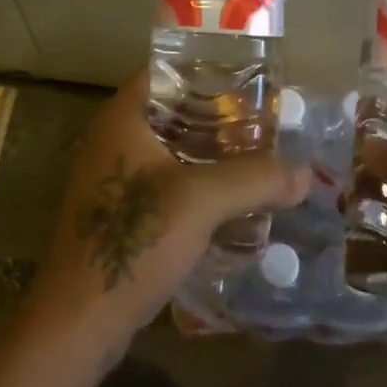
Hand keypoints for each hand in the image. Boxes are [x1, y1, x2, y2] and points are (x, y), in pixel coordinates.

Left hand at [25, 70, 309, 368]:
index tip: (248, 74)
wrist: (81, 320)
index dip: (204, 67)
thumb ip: (255, 179)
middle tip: (266, 118)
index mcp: (122, 119)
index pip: (164, 70)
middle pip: (173, 110)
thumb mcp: (201, 201)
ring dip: (211, 153)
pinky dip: (199, 183)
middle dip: (218, 114)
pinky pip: (168, 183)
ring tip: (259, 155)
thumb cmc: (134, 241)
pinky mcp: (122, 214)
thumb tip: (305, 173)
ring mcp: (115, 179)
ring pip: (172, 150)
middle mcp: (114, 140)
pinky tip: (234, 199)